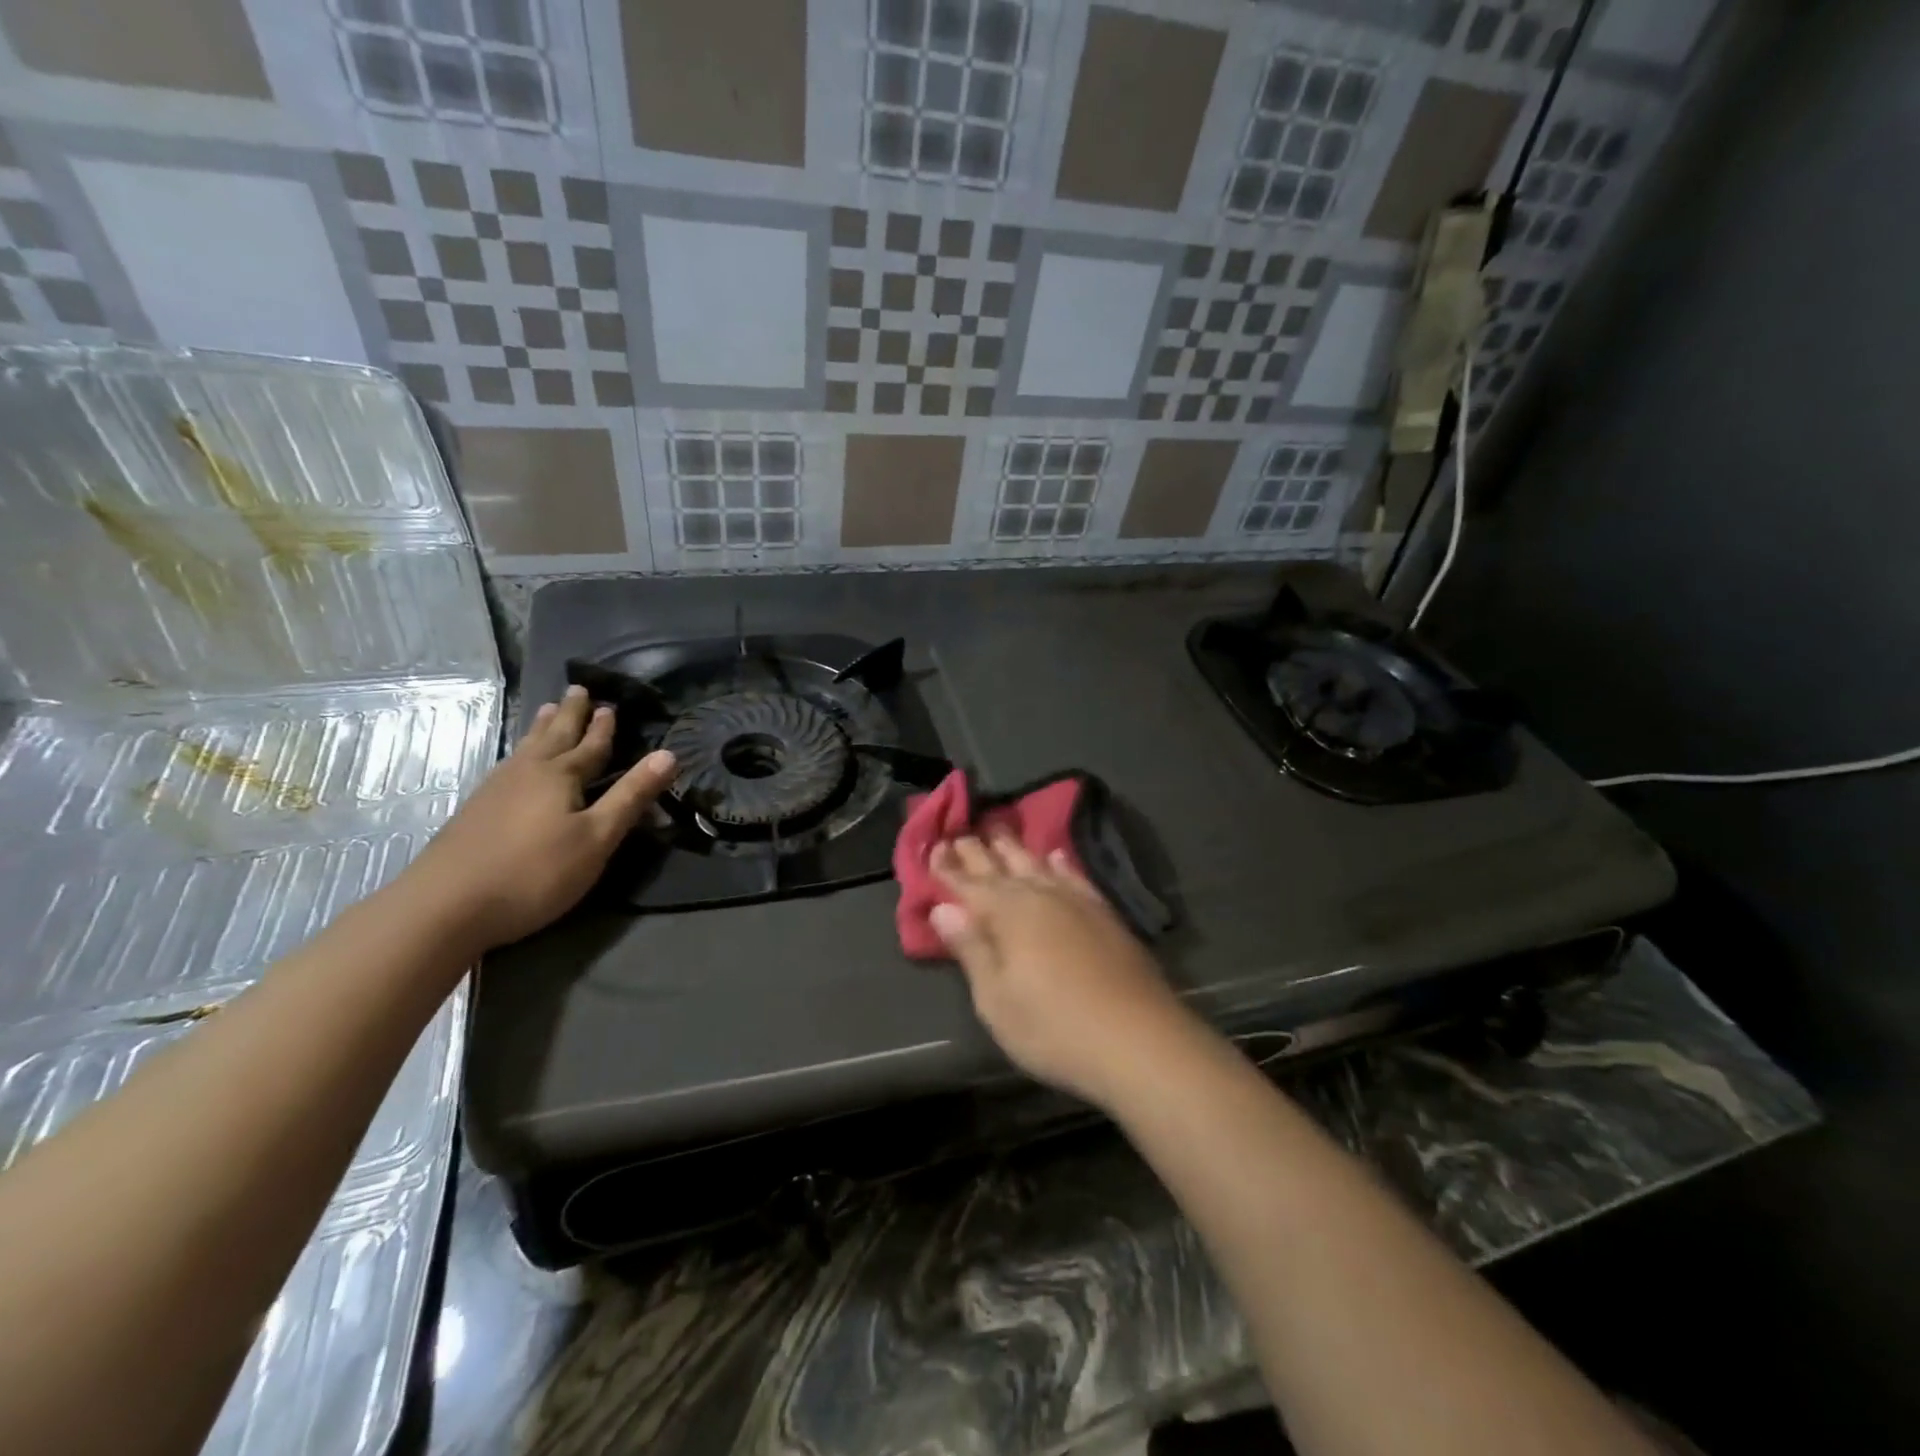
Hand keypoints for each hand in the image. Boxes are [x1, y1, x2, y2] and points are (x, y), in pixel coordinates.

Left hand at [400, 686, 676, 950]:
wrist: (444, 906)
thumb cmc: (534, 872)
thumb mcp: (597, 838)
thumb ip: (631, 796)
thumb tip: (668, 754)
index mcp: (560, 776)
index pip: (591, 746)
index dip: (604, 728)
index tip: (610, 705)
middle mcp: (527, 773)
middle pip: (554, 736)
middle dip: (570, 714)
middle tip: (578, 689)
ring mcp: (495, 790)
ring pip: (527, 748)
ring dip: (542, 728)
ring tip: (548, 710)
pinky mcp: (475, 810)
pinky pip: (508, 764)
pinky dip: (521, 752)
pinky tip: (515, 761)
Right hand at [930, 835, 1192, 1107]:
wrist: (1138, 1040)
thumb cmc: (1054, 1028)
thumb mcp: (997, 999)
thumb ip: (971, 949)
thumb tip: (943, 907)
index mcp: (1007, 914)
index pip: (968, 884)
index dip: (948, 867)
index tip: (932, 847)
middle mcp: (1040, 896)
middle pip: (1001, 867)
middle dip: (978, 851)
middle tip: (961, 831)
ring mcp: (1076, 902)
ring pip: (1037, 864)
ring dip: (1015, 848)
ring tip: (999, 830)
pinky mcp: (1104, 914)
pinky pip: (1075, 876)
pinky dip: (1061, 863)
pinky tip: (1056, 856)